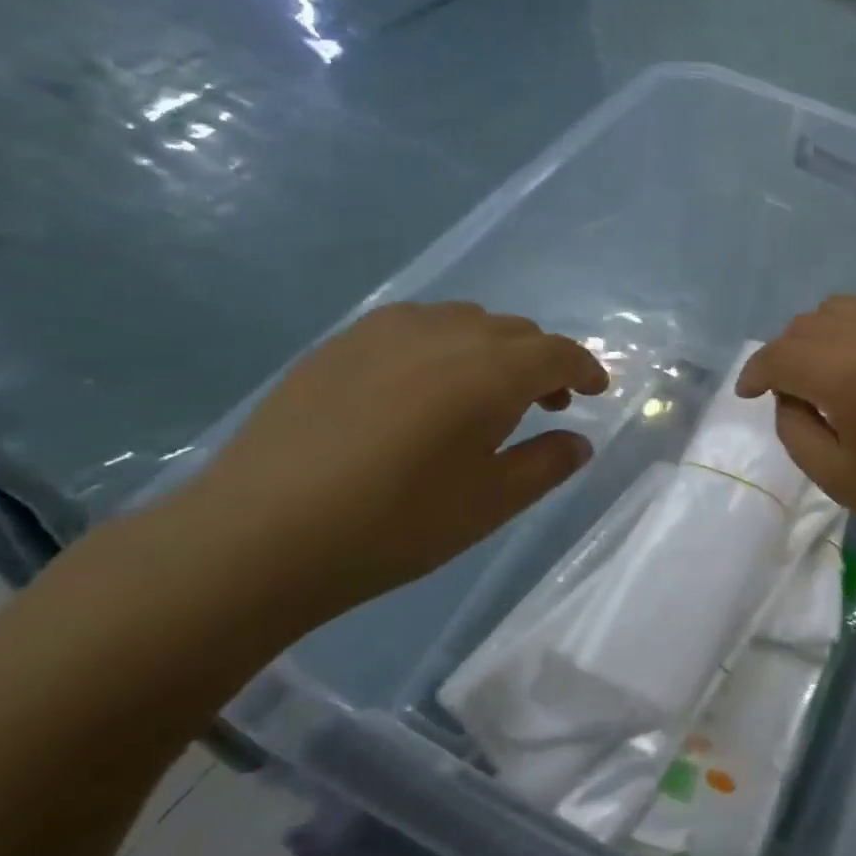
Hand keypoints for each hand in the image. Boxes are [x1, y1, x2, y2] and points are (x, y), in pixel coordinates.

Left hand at [157, 302, 608, 627]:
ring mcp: (388, 331)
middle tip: (544, 405)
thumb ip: (546, 464)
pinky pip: (416, 326)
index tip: (595, 392)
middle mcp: (447, 333)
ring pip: (467, 321)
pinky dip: (444, 346)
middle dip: (542, 363)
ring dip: (494, 350)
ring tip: (483, 395)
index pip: (558, 353)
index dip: (586, 369)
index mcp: (491, 372)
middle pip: (516, 332)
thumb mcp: (490, 504)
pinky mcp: (343, 342)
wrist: (260, 534)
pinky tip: (423, 389)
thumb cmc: (394, 525)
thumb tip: (578, 441)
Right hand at [736, 296, 855, 558]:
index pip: (781, 354)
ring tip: (829, 373)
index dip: (755, 371)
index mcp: (851, 375)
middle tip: (790, 391)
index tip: (749, 393)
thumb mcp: (837, 477)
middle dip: (786, 355)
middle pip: (807, 324)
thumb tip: (788, 393)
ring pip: (841, 307)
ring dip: (820, 336)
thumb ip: (794, 428)